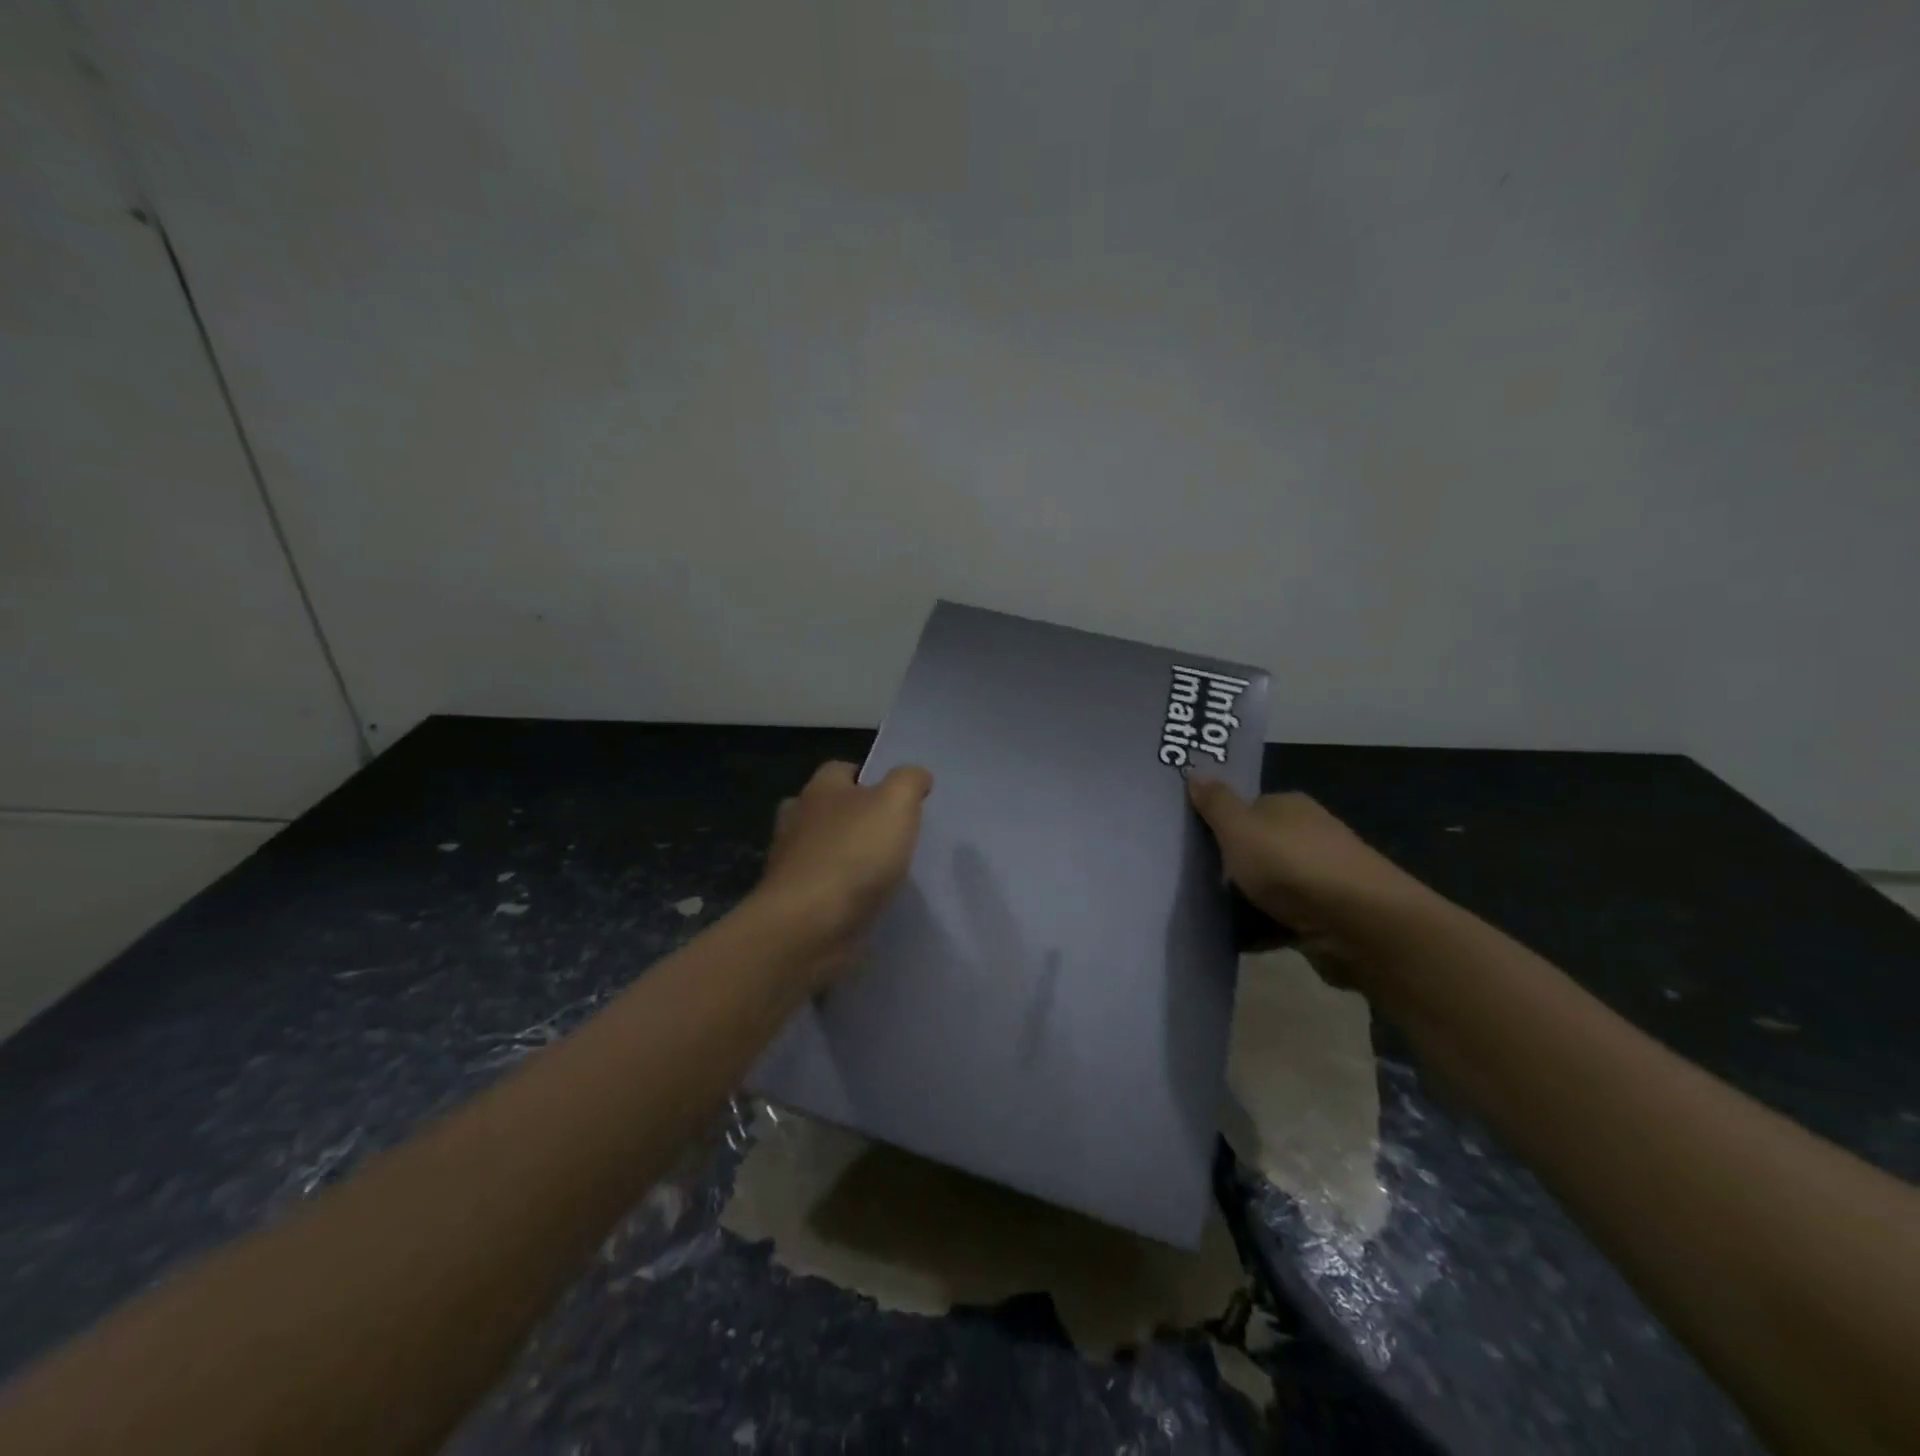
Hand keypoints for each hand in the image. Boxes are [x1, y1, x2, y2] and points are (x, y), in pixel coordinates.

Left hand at [757, 760, 933, 984]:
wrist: (809, 926)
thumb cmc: (854, 855)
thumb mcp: (896, 804)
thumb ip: (908, 782)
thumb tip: (917, 775)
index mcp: (819, 790)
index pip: (841, 769)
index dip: (868, 777)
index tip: (894, 795)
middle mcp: (798, 821)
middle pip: (824, 809)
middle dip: (850, 817)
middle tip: (886, 832)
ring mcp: (791, 864)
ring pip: (819, 849)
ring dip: (843, 856)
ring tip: (879, 870)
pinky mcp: (793, 903)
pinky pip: (820, 888)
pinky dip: (838, 892)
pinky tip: (863, 901)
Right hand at [1187, 778, 1428, 978]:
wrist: (1362, 926)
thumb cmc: (1293, 867)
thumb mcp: (1241, 829)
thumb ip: (1216, 803)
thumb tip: (1195, 768)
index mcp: (1289, 807)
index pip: (1247, 808)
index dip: (1218, 823)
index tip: (1190, 844)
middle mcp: (1308, 835)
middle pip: (1257, 846)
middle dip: (1229, 864)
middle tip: (1192, 880)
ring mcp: (1320, 877)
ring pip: (1269, 885)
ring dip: (1244, 899)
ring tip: (1207, 913)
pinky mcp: (1326, 916)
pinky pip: (1281, 918)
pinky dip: (1262, 928)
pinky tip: (1237, 939)